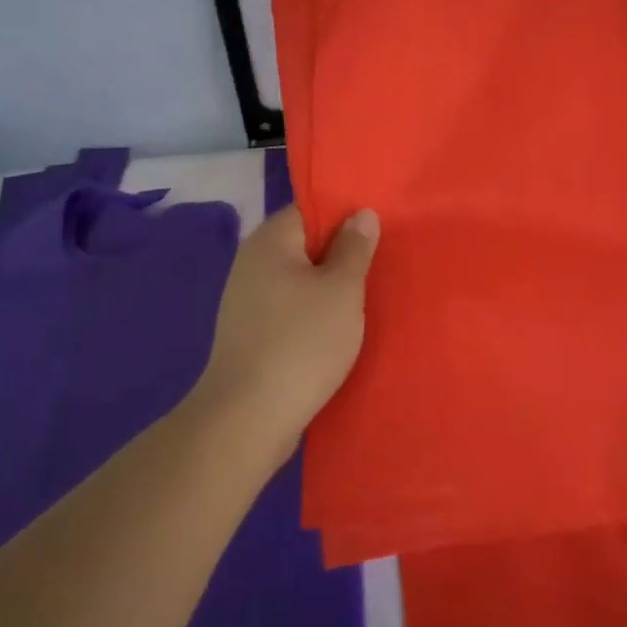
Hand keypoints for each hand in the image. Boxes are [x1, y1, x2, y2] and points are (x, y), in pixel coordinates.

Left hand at [193, 205, 379, 456]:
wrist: (248, 417)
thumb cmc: (302, 342)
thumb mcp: (341, 289)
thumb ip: (354, 248)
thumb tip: (361, 213)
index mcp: (270, 241)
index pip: (310, 209)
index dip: (345, 215)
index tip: (378, 229)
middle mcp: (252, 263)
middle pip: (304, 245)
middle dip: (340, 253)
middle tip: (380, 264)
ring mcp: (246, 300)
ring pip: (298, 280)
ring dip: (328, 288)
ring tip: (365, 299)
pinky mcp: (249, 333)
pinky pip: (289, 309)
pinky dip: (312, 314)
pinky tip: (336, 330)